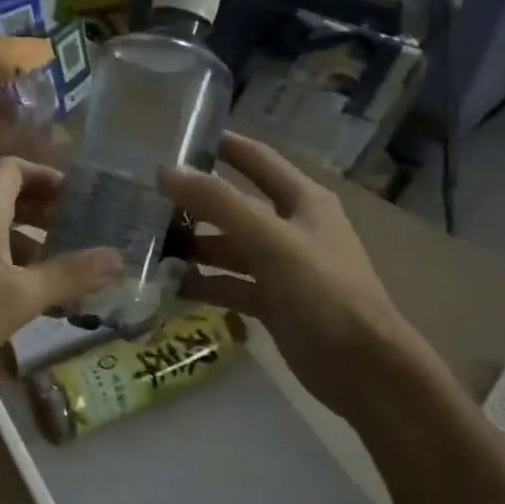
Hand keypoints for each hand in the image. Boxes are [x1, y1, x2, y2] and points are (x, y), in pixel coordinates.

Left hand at [0, 157, 120, 380]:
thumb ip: (69, 275)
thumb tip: (118, 257)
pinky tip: (26, 302)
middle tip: (81, 233)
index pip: (15, 167)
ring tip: (65, 274)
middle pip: (8, 199)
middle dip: (46, 214)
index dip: (48, 175)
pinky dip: (7, 270)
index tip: (79, 196)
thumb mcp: (19, 295)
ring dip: (29, 247)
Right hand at [160, 134, 436, 420]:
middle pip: (234, 206)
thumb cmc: (323, 292)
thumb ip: (220, 204)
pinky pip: (229, 285)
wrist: (362, 367)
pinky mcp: (272, 302)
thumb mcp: (271, 240)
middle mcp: (291, 227)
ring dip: (193, 246)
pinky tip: (167, 287)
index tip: (176, 137)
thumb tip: (166, 172)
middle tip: (143, 200)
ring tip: (146, 246)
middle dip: (194, 202)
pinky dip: (202, 284)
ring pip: (228, 247)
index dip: (221, 145)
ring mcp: (281, 267)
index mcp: (302, 200)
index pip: (256, 160)